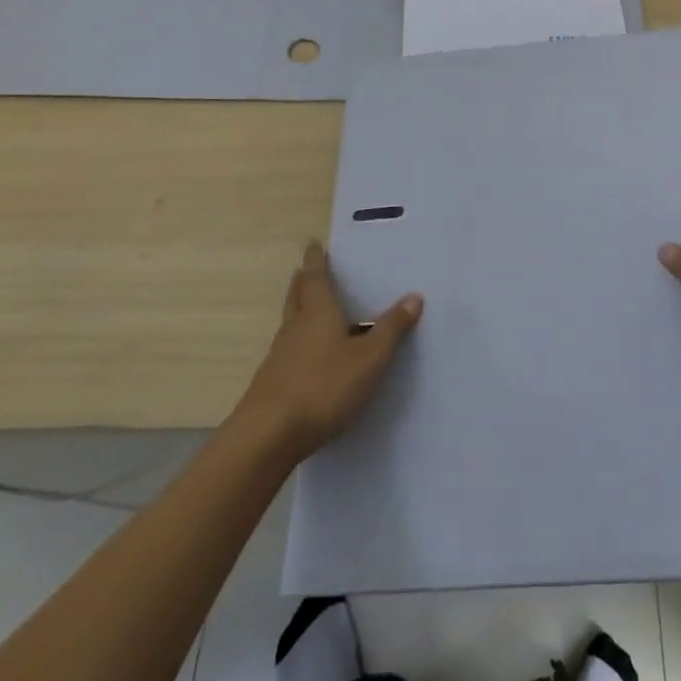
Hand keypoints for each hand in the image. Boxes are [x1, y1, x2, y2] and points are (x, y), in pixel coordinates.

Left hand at [239, 242, 422, 460]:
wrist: (267, 436)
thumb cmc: (324, 386)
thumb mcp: (370, 359)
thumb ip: (391, 329)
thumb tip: (414, 296)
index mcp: (318, 312)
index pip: (315, 277)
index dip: (316, 259)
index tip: (313, 244)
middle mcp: (296, 327)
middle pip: (297, 296)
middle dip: (304, 281)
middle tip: (308, 270)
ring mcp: (280, 356)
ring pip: (291, 323)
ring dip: (300, 310)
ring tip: (313, 309)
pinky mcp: (273, 382)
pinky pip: (289, 350)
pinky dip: (299, 341)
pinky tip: (310, 356)